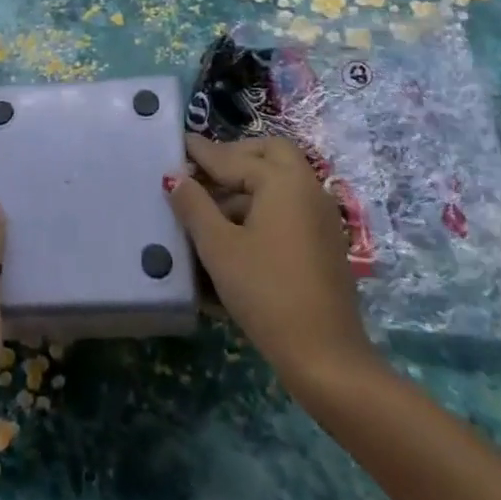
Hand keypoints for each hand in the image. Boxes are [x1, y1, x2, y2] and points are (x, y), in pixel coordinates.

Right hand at [167, 133, 372, 392]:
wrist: (326, 357)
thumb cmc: (267, 293)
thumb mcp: (220, 248)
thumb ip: (194, 206)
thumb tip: (174, 176)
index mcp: (282, 180)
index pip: (232, 157)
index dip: (202, 152)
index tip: (178, 141)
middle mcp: (307, 188)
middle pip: (269, 154)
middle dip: (235, 156)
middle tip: (204, 171)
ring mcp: (320, 216)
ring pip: (280, 181)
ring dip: (247, 184)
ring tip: (210, 207)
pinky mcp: (324, 242)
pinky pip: (289, 207)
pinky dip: (263, 205)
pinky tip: (236, 233)